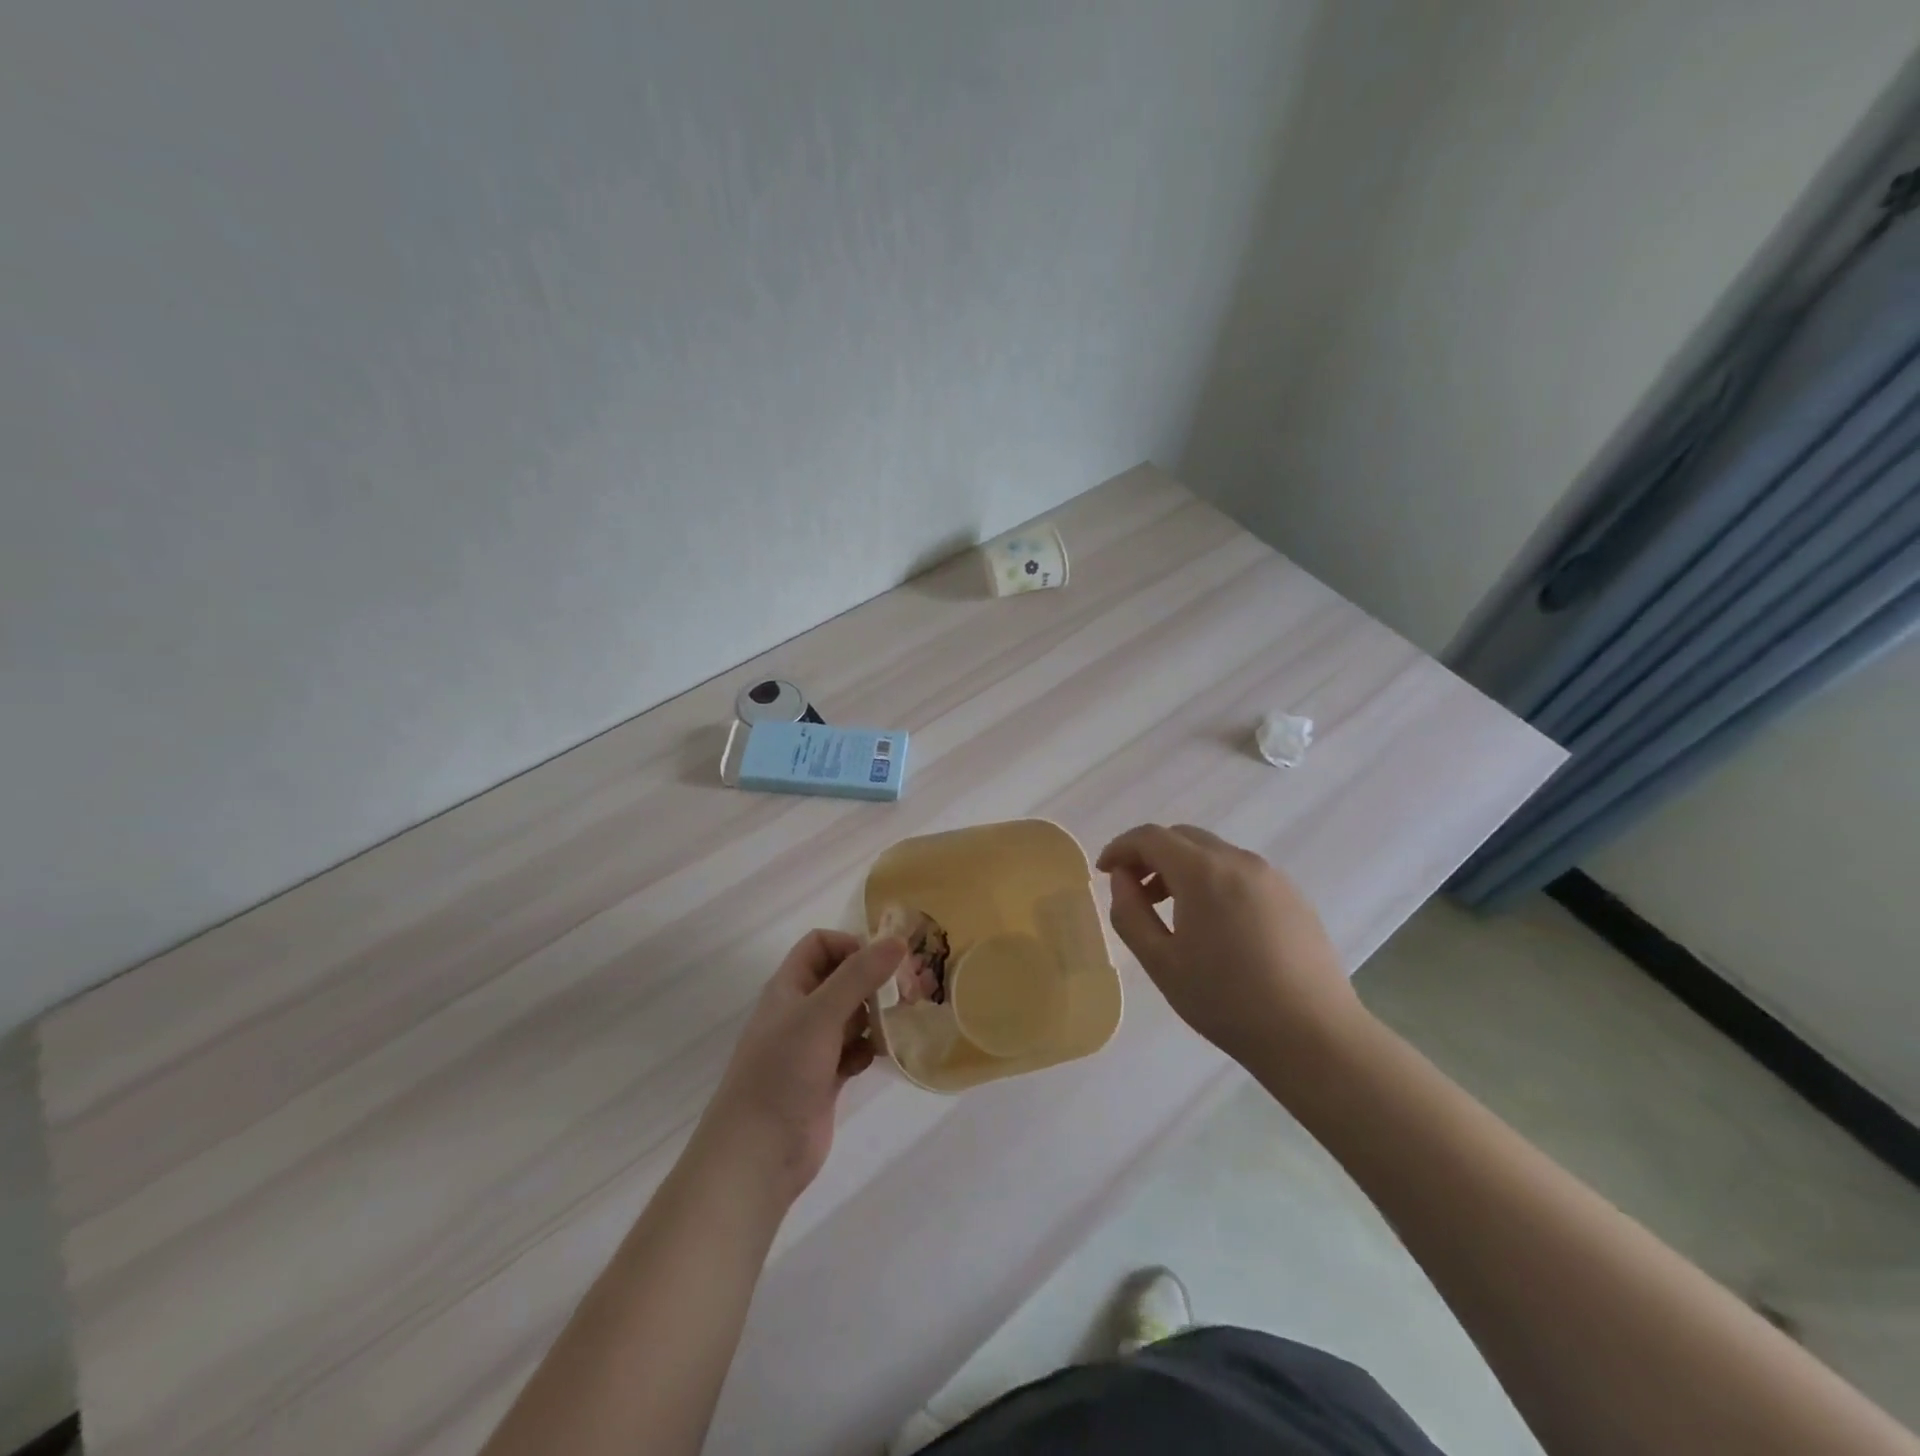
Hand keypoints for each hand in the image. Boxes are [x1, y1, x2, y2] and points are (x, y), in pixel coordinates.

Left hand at [697, 930, 906, 1204]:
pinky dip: (869, 1049)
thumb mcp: (820, 1015)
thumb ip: (859, 976)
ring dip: (876, 1015)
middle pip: (841, 979)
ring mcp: (812, 1047)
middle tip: (909, 989)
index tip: (883, 961)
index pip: (820, 945)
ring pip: (852, 1016)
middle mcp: (800, 1012)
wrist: (757, 1154)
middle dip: (873, 980)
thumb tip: (898, 940)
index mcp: (789, 988)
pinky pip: (855, 1050)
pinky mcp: (825, 1079)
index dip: (850, 945)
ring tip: (902, 1020)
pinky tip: (881, 1057)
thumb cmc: (782, 1072)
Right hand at [1096, 824, 1365, 1066]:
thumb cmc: (1226, 1001)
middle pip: (1183, 837)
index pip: (1151, 837)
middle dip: (1151, 855)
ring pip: (1214, 853)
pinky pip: (1241, 872)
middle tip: (1134, 891)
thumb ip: (1130, 913)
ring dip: (1183, 868)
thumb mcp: (1161, 963)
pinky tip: (1214, 925)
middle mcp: (1239, 861)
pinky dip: (1214, 881)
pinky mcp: (1293, 896)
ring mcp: (1271, 876)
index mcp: (1203, 872)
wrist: (1313, 1036)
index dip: (1121, 848)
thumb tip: (1122, 880)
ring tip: (1171, 911)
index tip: (1105, 872)